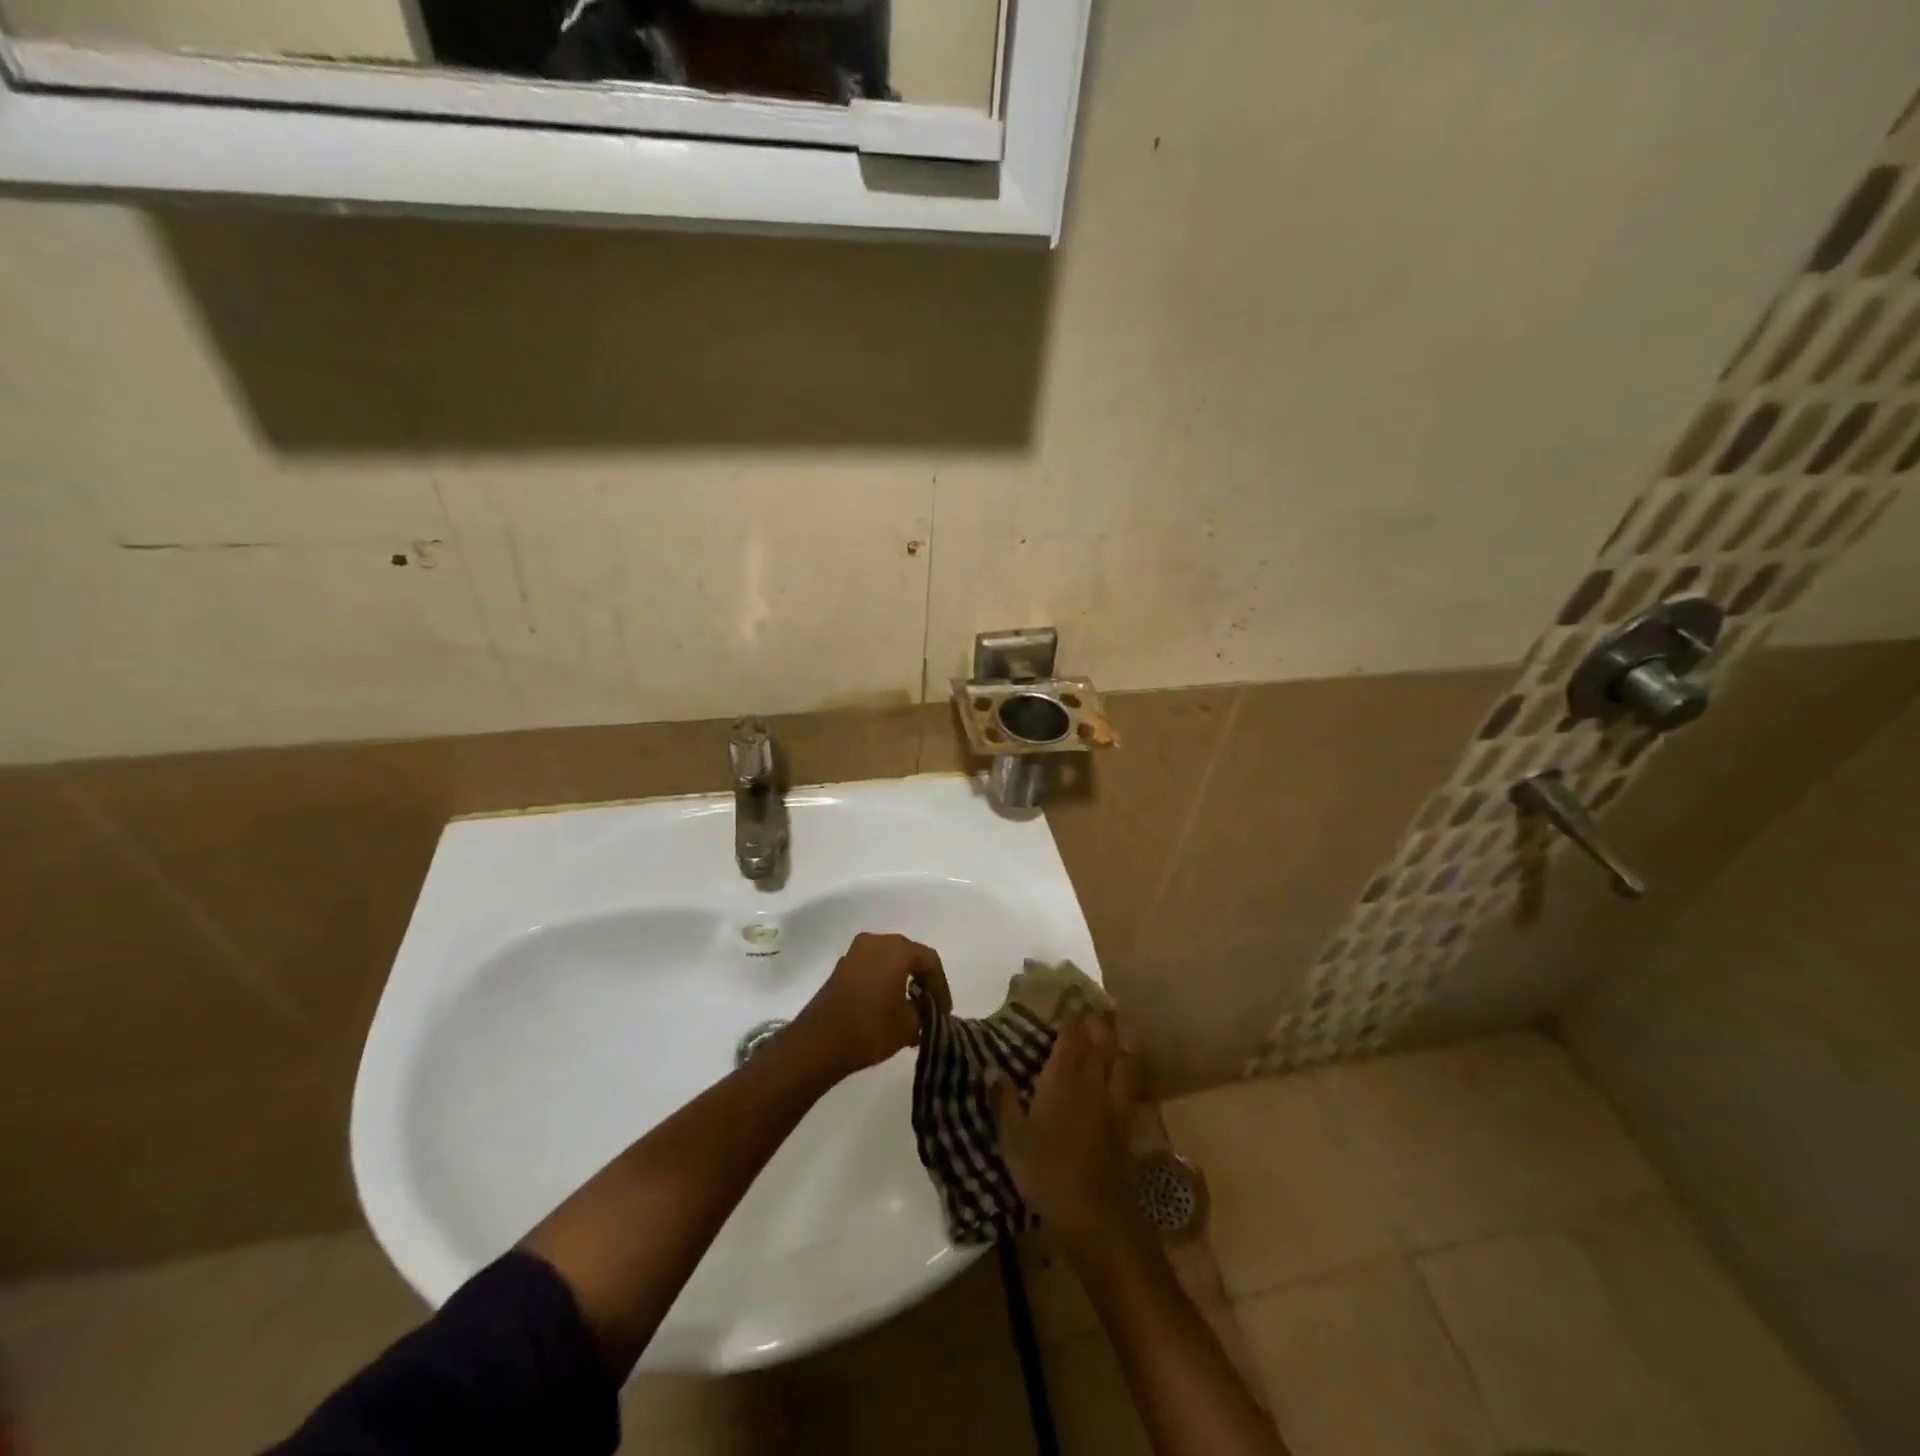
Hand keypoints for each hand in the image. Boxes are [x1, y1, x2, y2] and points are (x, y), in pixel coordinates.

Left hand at [793, 932, 949, 1080]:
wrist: (820, 1041)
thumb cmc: (870, 1028)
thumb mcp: (909, 1025)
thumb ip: (924, 1012)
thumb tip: (923, 1009)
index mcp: (897, 949)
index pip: (930, 961)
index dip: (941, 987)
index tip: (944, 1012)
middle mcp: (877, 941)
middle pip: (909, 956)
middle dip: (922, 981)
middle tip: (930, 1007)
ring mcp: (855, 952)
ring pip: (889, 961)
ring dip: (902, 981)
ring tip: (910, 1010)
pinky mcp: (841, 967)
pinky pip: (872, 968)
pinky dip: (884, 982)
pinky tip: (887, 1007)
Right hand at [992, 1014, 1147, 1257]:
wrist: (1096, 1216)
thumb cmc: (1047, 1173)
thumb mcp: (1013, 1140)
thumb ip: (1003, 1100)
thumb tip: (991, 1068)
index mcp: (1063, 1076)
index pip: (1072, 1033)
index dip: (1070, 1017)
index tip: (1063, 1006)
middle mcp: (1093, 1079)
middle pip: (1102, 1038)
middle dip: (1097, 1022)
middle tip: (1088, 1013)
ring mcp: (1115, 1100)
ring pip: (1123, 1057)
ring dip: (1117, 1042)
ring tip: (1110, 1037)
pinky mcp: (1129, 1122)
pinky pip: (1133, 1084)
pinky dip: (1129, 1071)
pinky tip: (1123, 1076)